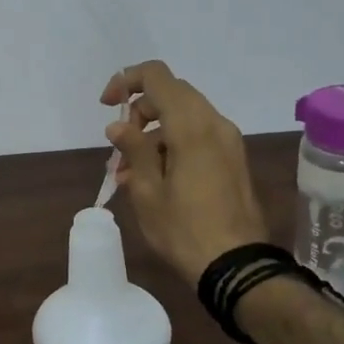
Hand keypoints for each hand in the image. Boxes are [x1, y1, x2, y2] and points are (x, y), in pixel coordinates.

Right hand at [101, 61, 268, 285]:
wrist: (237, 266)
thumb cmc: (184, 229)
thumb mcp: (147, 191)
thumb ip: (133, 149)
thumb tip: (118, 125)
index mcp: (191, 125)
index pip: (157, 76)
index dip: (126, 81)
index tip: (106, 106)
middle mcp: (214, 123)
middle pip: (171, 94)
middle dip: (139, 113)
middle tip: (119, 148)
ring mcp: (228, 141)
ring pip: (184, 117)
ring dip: (153, 133)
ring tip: (130, 174)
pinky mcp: (233, 159)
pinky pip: (198, 136)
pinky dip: (172, 145)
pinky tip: (154, 180)